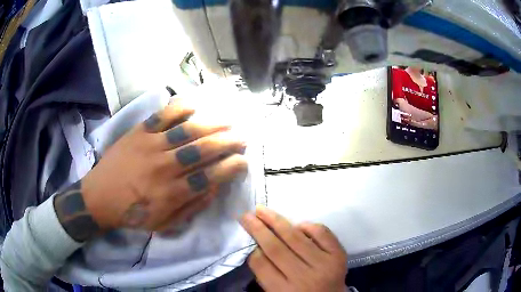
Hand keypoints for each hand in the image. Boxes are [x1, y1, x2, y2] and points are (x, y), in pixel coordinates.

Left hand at [54, 99, 247, 241]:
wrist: (99, 198)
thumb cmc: (132, 215)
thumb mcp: (164, 224)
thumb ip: (192, 207)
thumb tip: (214, 187)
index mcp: (172, 194)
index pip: (210, 177)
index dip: (231, 167)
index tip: (242, 161)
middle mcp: (164, 168)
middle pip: (203, 150)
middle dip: (228, 142)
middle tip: (241, 138)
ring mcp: (150, 146)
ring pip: (187, 131)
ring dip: (211, 124)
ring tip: (227, 121)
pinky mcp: (138, 133)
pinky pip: (162, 116)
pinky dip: (179, 108)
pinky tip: (194, 106)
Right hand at [240, 207, 347, 291]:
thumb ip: (266, 275)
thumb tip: (257, 248)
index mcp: (284, 291)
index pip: (261, 265)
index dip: (252, 248)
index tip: (248, 237)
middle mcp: (304, 278)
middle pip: (276, 248)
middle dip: (258, 229)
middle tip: (246, 215)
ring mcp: (324, 265)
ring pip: (296, 237)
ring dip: (277, 221)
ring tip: (263, 211)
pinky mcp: (339, 255)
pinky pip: (322, 233)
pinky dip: (308, 226)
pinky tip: (298, 225)